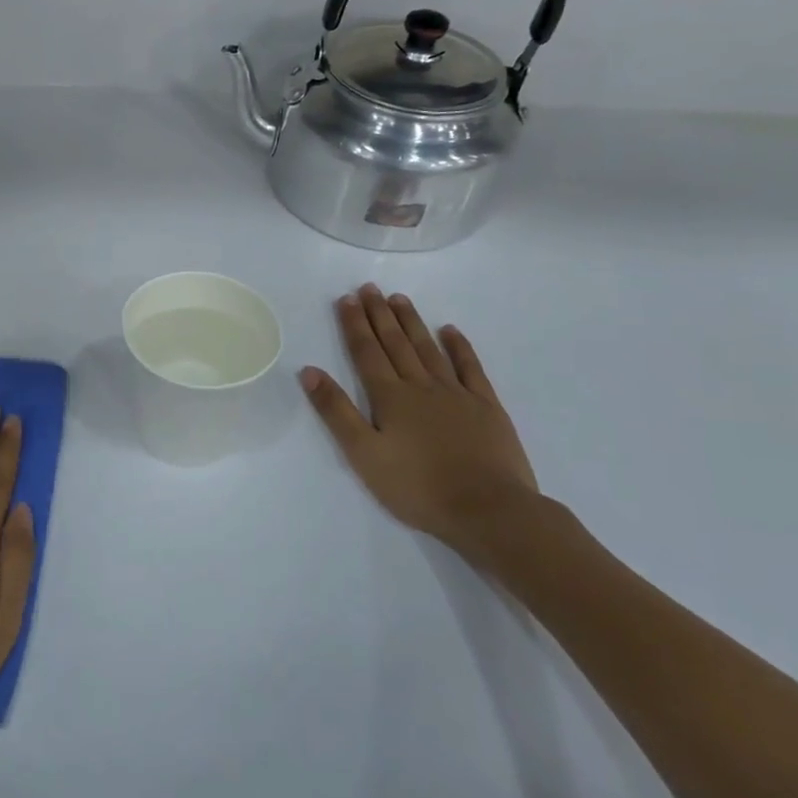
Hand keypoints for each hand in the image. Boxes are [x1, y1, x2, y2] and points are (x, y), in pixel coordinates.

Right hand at [300, 285, 537, 563]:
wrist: (488, 510)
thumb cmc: (417, 487)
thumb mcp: (363, 454)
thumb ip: (336, 411)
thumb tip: (309, 371)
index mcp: (389, 397)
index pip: (366, 352)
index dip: (354, 325)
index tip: (346, 299)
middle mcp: (421, 386)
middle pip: (396, 343)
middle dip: (379, 315)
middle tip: (369, 288)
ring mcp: (457, 394)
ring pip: (428, 349)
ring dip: (412, 323)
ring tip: (399, 299)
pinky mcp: (486, 407)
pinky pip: (470, 368)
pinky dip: (459, 347)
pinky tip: (450, 331)